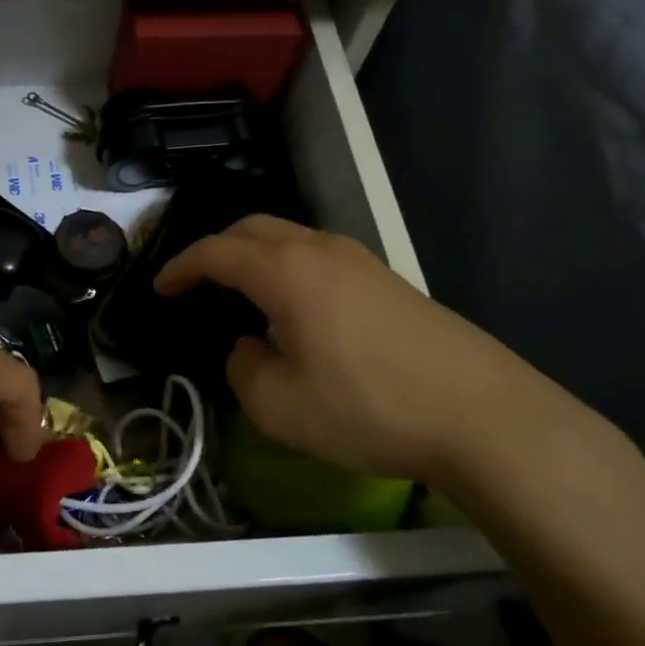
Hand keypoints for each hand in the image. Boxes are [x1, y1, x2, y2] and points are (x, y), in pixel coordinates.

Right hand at [155, 216, 594, 493]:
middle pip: (253, 228)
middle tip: (196, 282)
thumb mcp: (278, 406)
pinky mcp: (390, 282)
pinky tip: (295, 309)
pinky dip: (289, 268)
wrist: (484, 417)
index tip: (160, 288)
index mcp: (286, 272)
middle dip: (216, 249)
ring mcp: (363, 261)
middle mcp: (322, 251)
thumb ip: (243, 368)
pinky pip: (320, 257)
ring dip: (255, 256)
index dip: (181, 267)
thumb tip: (249, 346)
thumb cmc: (368, 408)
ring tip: (241, 293)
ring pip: (291, 238)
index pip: (216, 252)